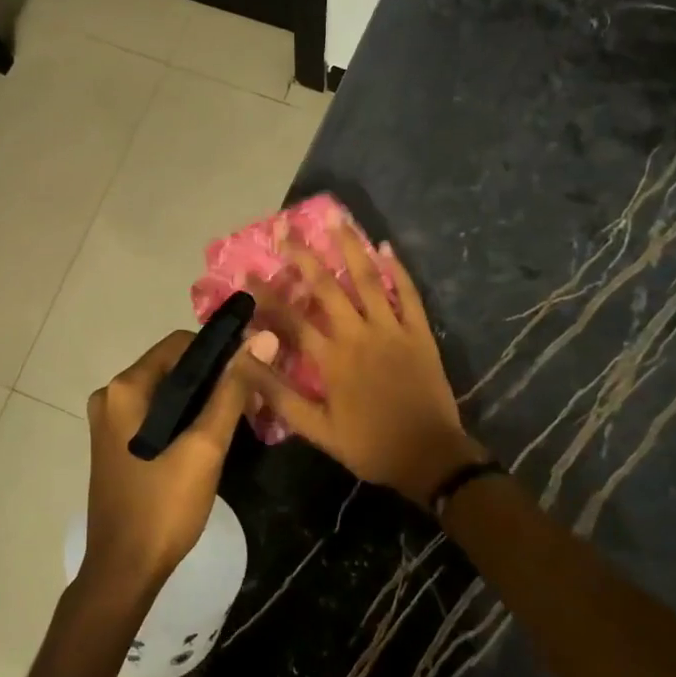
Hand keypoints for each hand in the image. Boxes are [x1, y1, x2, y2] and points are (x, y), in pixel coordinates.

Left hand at [82, 328, 279, 594]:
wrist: (124, 571)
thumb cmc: (164, 506)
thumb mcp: (205, 446)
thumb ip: (232, 390)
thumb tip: (262, 339)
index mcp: (126, 387)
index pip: (181, 343)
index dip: (220, 351)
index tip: (253, 372)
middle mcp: (110, 395)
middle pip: (173, 366)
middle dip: (213, 378)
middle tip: (250, 401)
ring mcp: (110, 421)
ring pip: (167, 392)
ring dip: (202, 400)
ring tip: (238, 419)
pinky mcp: (115, 443)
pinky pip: (156, 414)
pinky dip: (183, 417)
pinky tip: (208, 439)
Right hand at [248, 228, 481, 507]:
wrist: (430, 456)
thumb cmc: (370, 445)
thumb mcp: (317, 429)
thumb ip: (280, 394)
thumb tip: (245, 364)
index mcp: (331, 359)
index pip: (291, 319)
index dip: (267, 295)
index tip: (247, 272)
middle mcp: (358, 335)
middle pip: (327, 287)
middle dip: (304, 256)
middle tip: (286, 230)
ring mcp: (392, 329)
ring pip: (368, 280)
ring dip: (350, 248)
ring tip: (337, 219)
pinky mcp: (419, 332)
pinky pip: (408, 294)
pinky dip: (398, 270)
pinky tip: (386, 247)